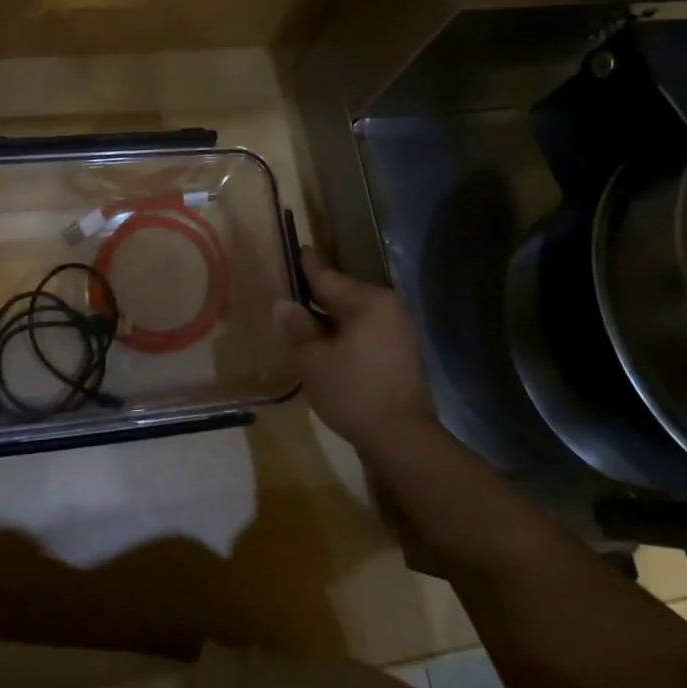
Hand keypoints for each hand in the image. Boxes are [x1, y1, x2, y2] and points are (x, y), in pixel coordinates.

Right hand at [273, 248, 441, 462]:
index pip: (328, 277)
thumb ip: (298, 328)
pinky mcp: (401, 353)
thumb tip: (284, 304)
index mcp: (367, 301)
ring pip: (355, 314)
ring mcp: (398, 330)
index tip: (299, 248)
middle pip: (343, 294)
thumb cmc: (353, 392)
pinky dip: (346, 334)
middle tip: (292, 291)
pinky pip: (366, 331)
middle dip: (317, 295)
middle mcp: (387, 307)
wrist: (402, 439)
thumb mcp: (314, 360)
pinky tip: (328, 346)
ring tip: (304, 322)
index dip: (308, 266)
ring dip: (331, 318)